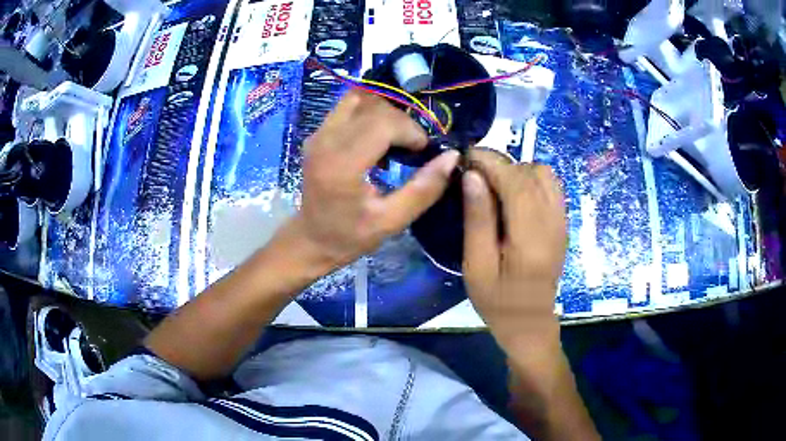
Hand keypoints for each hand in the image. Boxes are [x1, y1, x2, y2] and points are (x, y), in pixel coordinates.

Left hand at [291, 91, 459, 270]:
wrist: (311, 238)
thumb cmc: (349, 235)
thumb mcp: (392, 221)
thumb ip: (424, 189)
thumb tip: (452, 157)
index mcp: (341, 164)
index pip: (383, 122)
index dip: (411, 131)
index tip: (422, 151)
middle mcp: (325, 140)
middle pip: (373, 106)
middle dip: (401, 121)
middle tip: (411, 147)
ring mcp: (318, 133)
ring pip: (360, 98)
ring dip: (385, 112)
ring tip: (395, 138)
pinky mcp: (317, 132)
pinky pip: (348, 106)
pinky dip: (370, 113)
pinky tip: (377, 137)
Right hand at [462, 149, 566, 347]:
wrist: (530, 323)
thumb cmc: (497, 301)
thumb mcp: (477, 266)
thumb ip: (478, 219)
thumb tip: (473, 175)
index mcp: (530, 238)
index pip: (515, 182)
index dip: (490, 161)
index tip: (466, 156)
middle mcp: (553, 223)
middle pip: (531, 172)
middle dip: (501, 164)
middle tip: (474, 174)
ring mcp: (562, 222)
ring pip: (544, 174)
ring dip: (517, 170)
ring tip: (494, 186)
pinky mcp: (563, 223)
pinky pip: (551, 186)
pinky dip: (530, 180)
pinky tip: (513, 196)